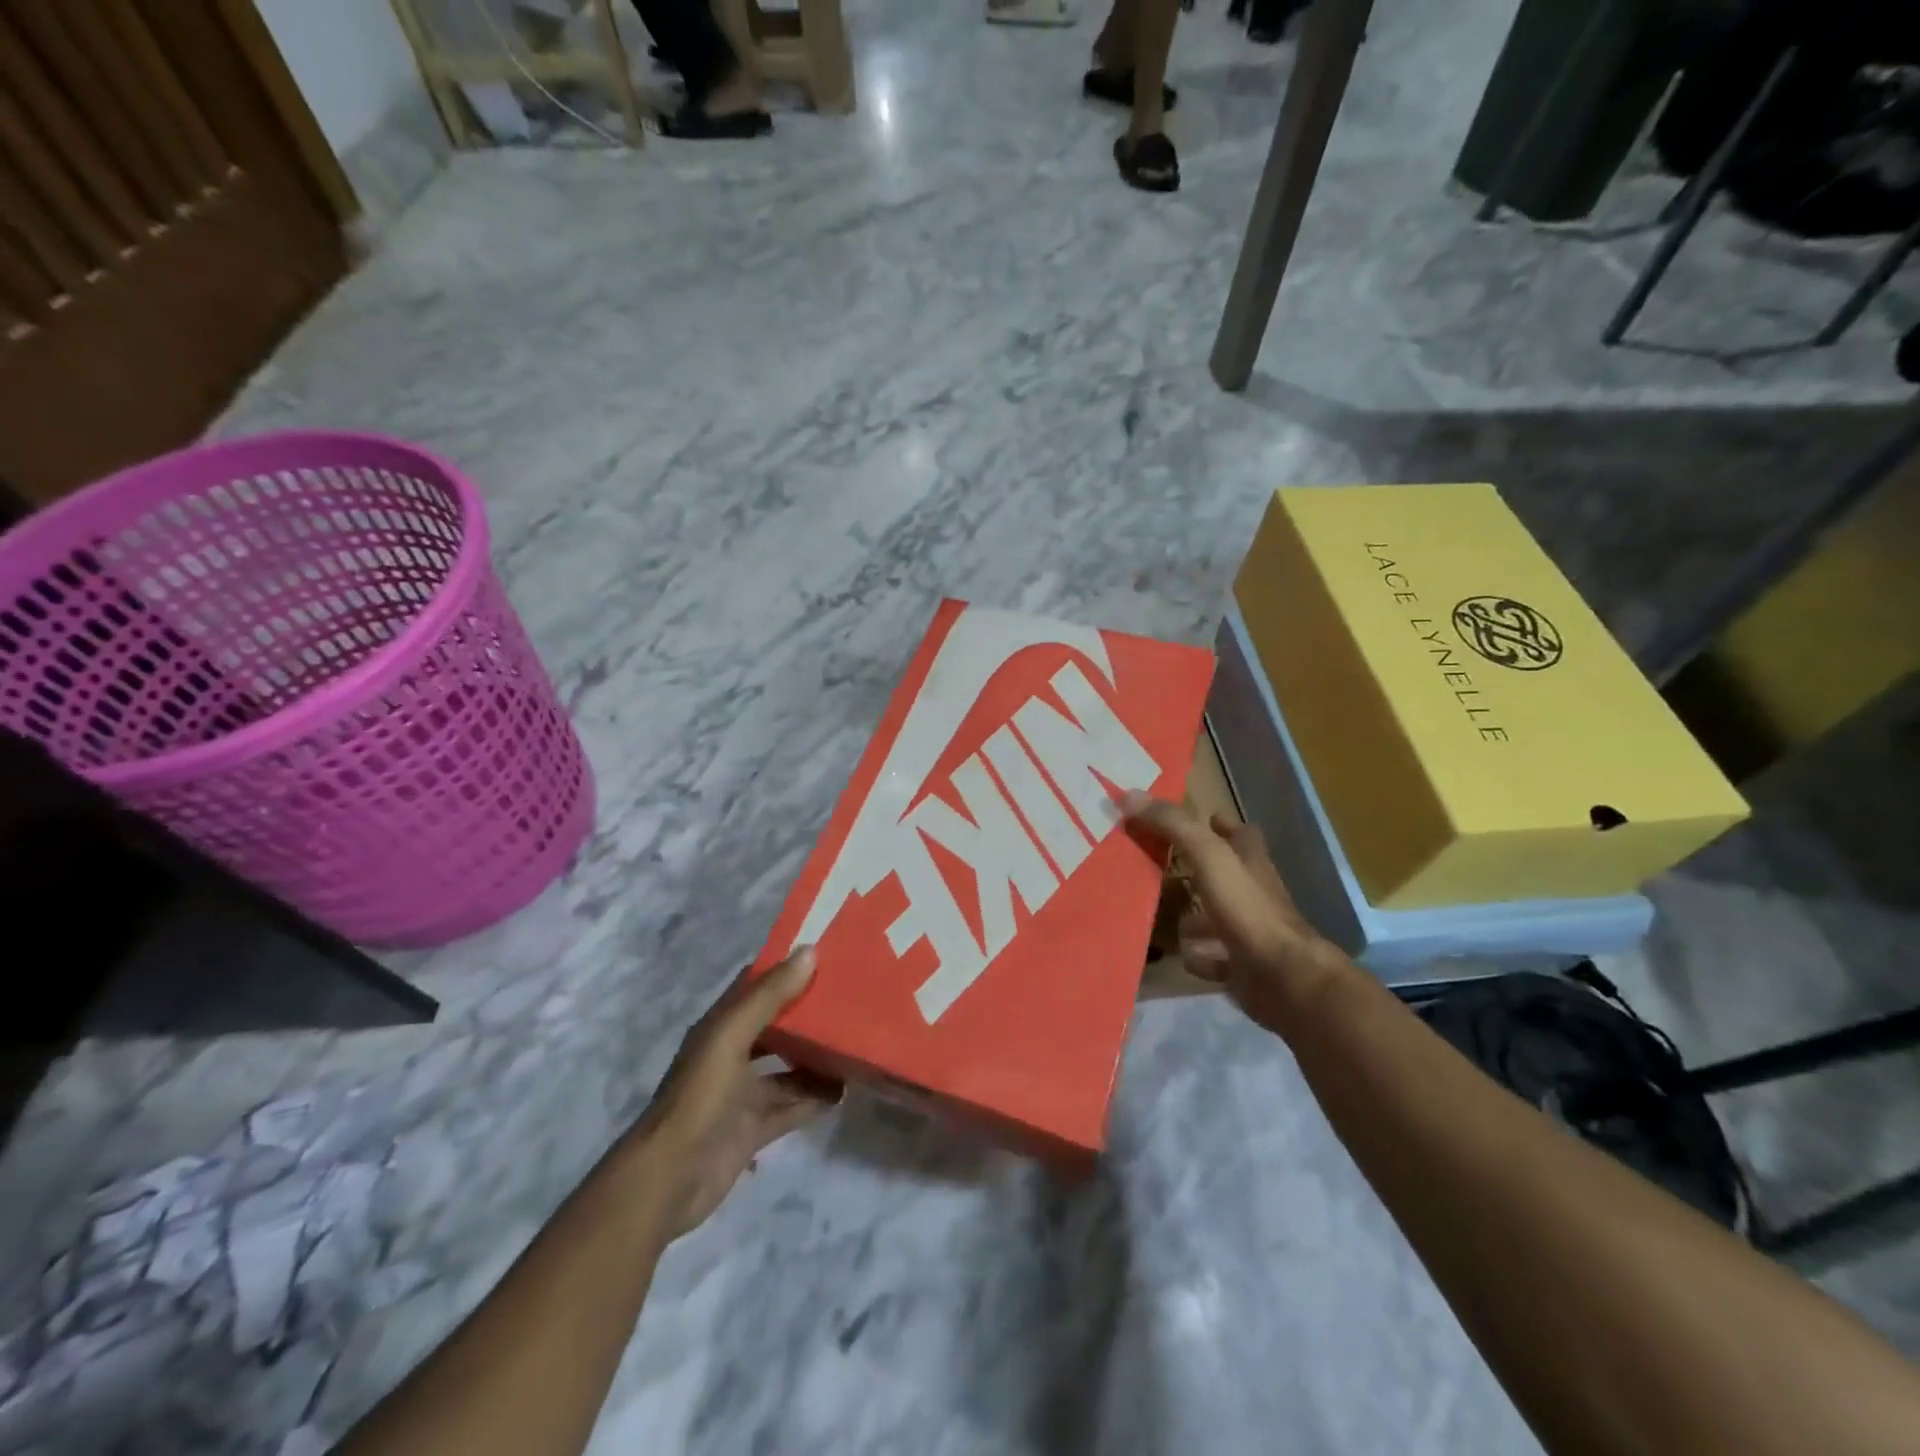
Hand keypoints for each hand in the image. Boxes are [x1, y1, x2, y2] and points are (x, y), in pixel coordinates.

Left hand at [635, 948, 842, 1236]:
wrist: (668, 1180)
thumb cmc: (698, 1098)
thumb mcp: (731, 1038)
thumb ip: (768, 997)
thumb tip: (810, 952)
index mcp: (720, 1027)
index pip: (755, 986)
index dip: (785, 968)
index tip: (825, 953)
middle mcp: (733, 1054)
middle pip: (777, 1026)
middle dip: (809, 1013)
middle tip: (852, 997)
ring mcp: (743, 1093)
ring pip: (789, 1068)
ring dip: (817, 1057)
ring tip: (856, 1042)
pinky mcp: (755, 1128)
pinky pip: (794, 1105)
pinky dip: (817, 1098)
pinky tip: (846, 1089)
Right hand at [1124, 792, 1347, 1033]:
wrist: (1284, 979)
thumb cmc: (1248, 909)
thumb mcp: (1208, 856)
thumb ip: (1173, 825)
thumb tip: (1129, 795)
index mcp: (1251, 862)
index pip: (1242, 834)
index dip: (1223, 825)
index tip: (1200, 820)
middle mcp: (1254, 893)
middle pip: (1226, 875)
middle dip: (1199, 872)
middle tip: (1162, 868)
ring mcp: (1250, 931)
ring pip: (1218, 918)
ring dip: (1195, 917)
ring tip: (1162, 914)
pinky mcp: (1243, 965)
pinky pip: (1216, 957)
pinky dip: (1199, 956)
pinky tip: (1181, 955)